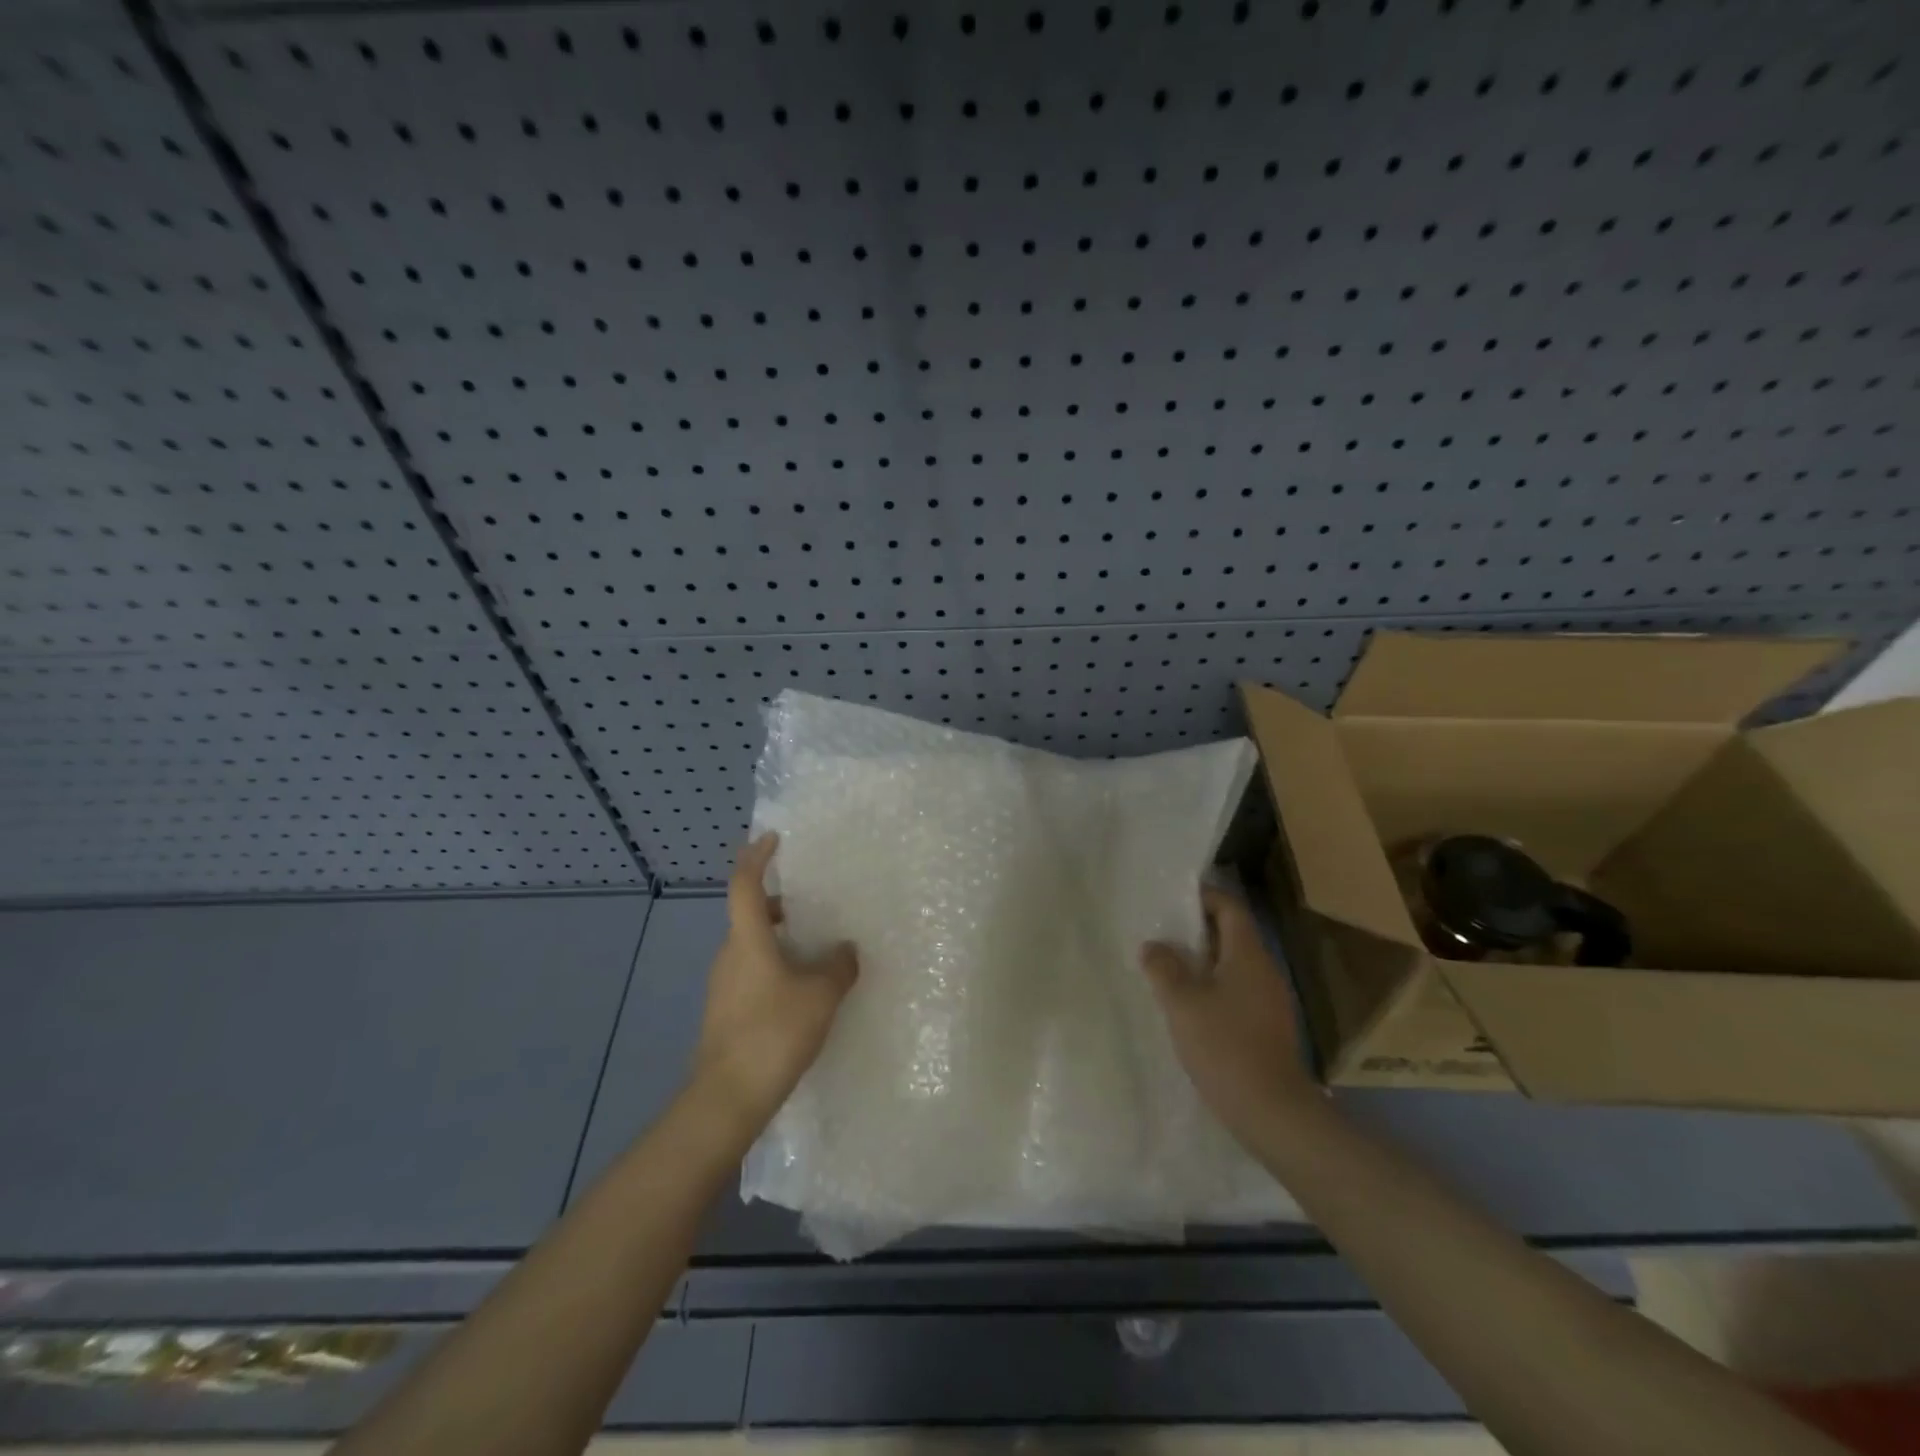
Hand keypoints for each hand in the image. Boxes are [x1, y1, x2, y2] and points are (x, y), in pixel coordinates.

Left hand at [692, 834, 858, 1135]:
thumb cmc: (773, 1034)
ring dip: (779, 939)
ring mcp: (723, 986)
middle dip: (778, 904)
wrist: (727, 1098)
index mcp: (747, 940)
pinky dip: (775, 967)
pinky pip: (752, 973)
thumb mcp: (820, 996)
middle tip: (812, 902)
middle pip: (749, 915)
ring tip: (816, 948)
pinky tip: (802, 989)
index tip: (772, 838)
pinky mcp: (725, 1013)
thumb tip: (846, 949)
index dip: (756, 857)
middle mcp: (729, 955)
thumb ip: (838, 966)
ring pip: (751, 947)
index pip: (744, 885)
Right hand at [1143, 885, 1318, 1146]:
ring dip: (1202, 961)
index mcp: (1247, 954)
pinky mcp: (1268, 1027)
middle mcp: (1264, 970)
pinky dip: (1213, 987)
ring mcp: (1270, 1000)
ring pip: (1233, 965)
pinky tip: (1190, 1006)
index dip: (1203, 897)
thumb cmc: (1225, 1046)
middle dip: (1196, 930)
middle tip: (1161, 934)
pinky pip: (1237, 991)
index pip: (1230, 907)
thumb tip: (1153, 946)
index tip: (1172, 900)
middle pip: (1232, 934)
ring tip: (1168, 968)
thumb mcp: (1182, 1003)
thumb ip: (1163, 968)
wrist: (1272, 1111)